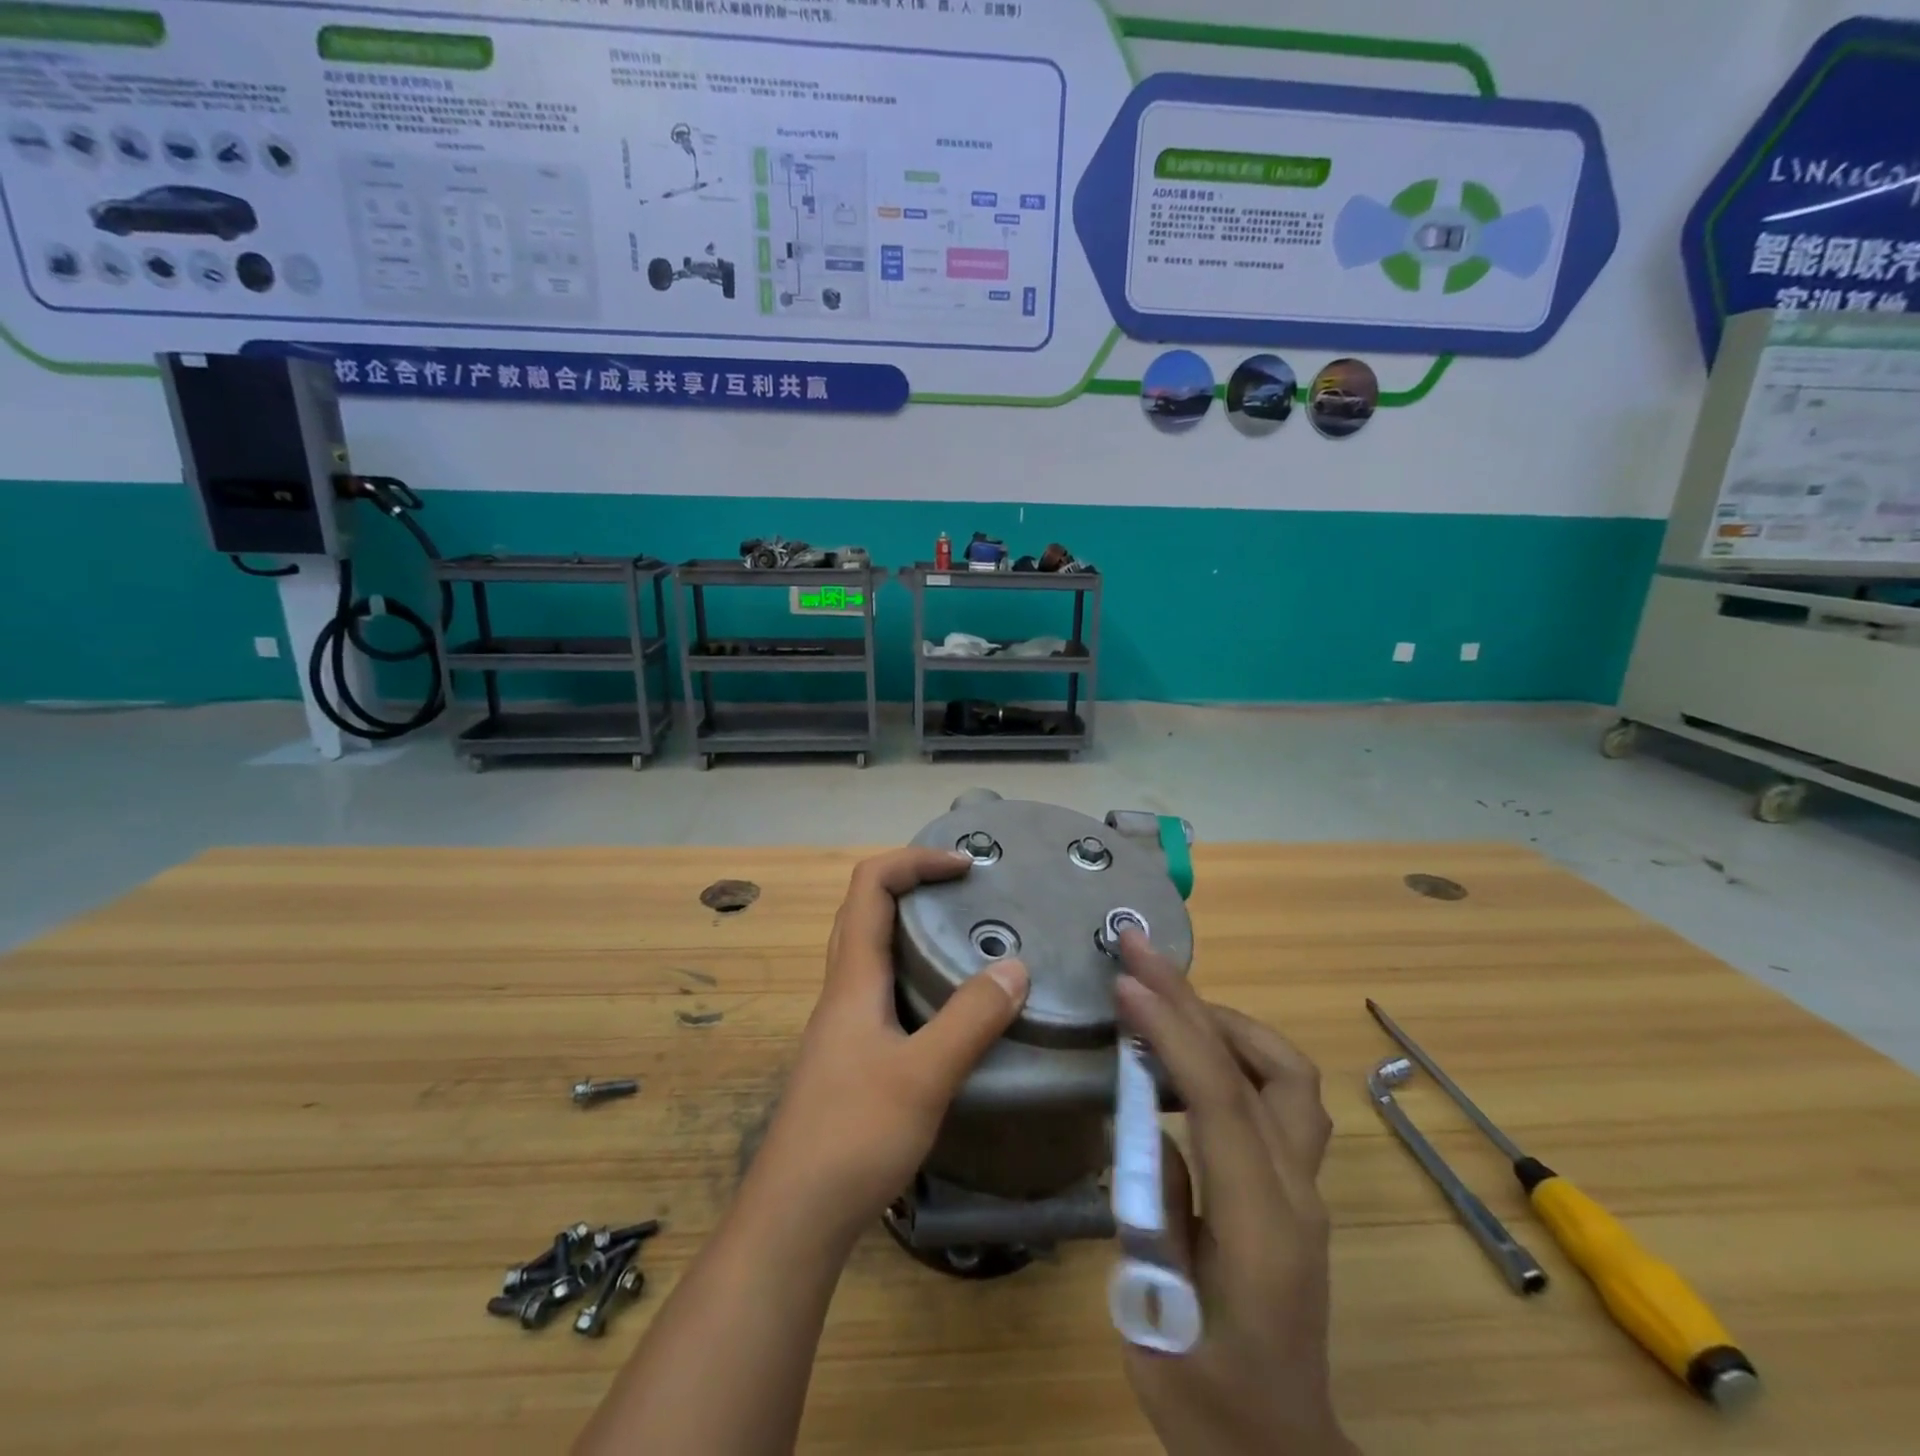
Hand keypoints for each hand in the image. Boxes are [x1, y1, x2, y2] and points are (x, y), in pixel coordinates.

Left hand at [746, 847, 1030, 1241]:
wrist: (794, 1218)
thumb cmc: (853, 1137)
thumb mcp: (923, 1076)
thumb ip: (971, 1019)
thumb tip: (1016, 965)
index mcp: (853, 978)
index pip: (869, 886)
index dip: (914, 861)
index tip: (965, 865)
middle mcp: (842, 990)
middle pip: (864, 910)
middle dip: (912, 884)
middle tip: (964, 890)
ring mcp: (842, 1025)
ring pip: (871, 951)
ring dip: (911, 927)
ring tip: (961, 937)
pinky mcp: (850, 1057)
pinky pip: (880, 989)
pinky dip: (913, 972)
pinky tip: (945, 1005)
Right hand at [1114, 931, 1355, 1455]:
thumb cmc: (1207, 1403)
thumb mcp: (1156, 1317)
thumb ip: (1155, 1210)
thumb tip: (1147, 1124)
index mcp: (1262, 1227)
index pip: (1221, 1099)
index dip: (1172, 1031)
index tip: (1125, 984)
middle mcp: (1297, 1193)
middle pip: (1264, 1066)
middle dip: (1197, 999)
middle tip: (1141, 954)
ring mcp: (1305, 1188)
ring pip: (1287, 1071)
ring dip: (1225, 1020)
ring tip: (1163, 998)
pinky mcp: (1296, 1189)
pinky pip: (1278, 1095)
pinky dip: (1234, 1052)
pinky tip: (1187, 1056)